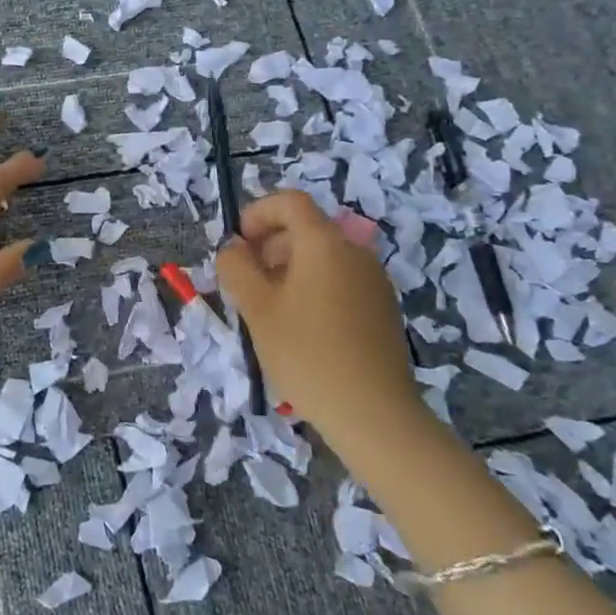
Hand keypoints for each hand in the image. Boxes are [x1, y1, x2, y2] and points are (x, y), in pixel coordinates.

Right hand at [215, 187, 420, 442]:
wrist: (373, 413)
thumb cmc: (306, 352)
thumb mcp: (256, 307)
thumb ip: (236, 267)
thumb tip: (233, 249)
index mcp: (324, 243)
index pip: (289, 202)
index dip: (257, 214)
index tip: (238, 246)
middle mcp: (354, 252)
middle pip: (306, 229)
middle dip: (269, 246)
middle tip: (247, 283)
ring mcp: (374, 281)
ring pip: (322, 257)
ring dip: (289, 270)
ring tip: (270, 310)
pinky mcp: (382, 308)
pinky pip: (339, 281)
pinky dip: (313, 288)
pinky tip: (301, 328)